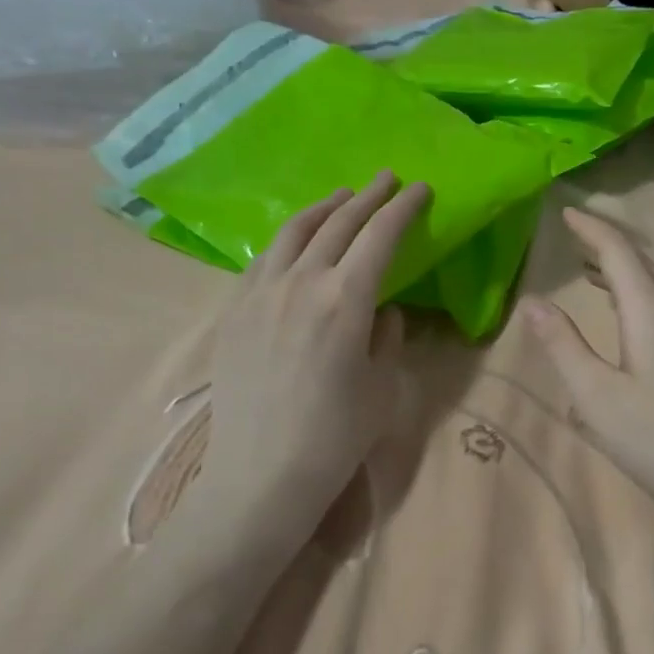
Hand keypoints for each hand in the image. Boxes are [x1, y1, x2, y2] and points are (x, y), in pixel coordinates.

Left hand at [190, 171, 428, 562]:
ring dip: (323, 209)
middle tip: (386, 178)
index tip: (420, 188)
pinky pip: (263, 260)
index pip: (380, 236)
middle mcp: (300, 282)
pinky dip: (288, 240)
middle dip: (367, 196)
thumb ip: (387, 337)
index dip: (403, 208)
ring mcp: (260, 293)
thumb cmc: (335, 436)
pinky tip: (295, 242)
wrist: (260, 475)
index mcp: (345, 299)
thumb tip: (383, 311)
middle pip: (338, 223)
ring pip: (293, 232)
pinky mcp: (234, 311)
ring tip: (341, 198)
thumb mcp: (382, 386)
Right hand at [524, 208, 653, 546]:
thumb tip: (531, 301)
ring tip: (594, 274)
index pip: (619, 252)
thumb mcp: (598, 398)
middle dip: (608, 246)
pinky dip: (643, 298)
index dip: (591, 228)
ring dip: (626, 273)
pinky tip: (634, 324)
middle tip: (576, 237)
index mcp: (653, 312)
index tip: (566, 211)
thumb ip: (563, 347)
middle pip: (644, 264)